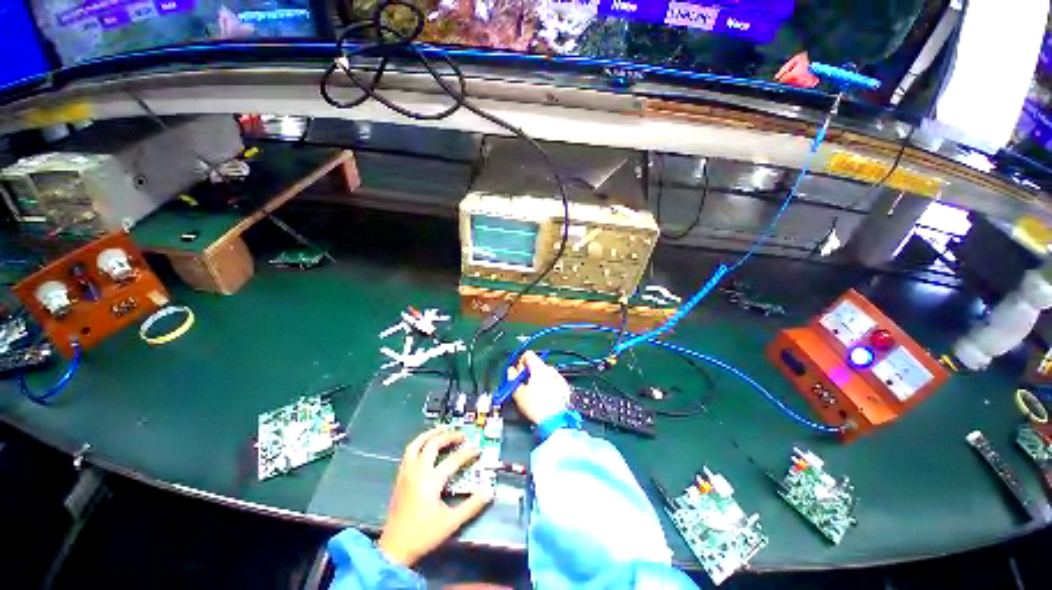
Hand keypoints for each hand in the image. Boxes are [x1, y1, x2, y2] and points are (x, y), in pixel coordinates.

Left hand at [377, 428, 493, 566]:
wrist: (394, 548)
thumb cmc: (423, 534)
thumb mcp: (451, 522)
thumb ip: (471, 506)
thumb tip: (488, 492)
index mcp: (431, 481)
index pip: (453, 460)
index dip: (467, 453)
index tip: (477, 449)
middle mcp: (418, 472)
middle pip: (433, 444)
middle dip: (448, 436)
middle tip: (461, 435)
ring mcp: (406, 473)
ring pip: (416, 444)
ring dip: (430, 434)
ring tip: (442, 429)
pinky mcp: (400, 478)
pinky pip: (409, 452)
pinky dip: (419, 443)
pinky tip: (425, 445)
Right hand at [509, 350, 570, 424]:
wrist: (557, 421)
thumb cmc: (536, 407)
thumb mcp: (518, 393)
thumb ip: (512, 377)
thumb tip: (511, 370)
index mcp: (539, 368)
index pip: (528, 354)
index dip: (520, 362)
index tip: (518, 374)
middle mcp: (550, 369)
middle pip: (536, 364)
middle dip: (528, 372)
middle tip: (524, 386)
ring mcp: (559, 377)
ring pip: (544, 373)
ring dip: (538, 379)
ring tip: (534, 395)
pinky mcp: (564, 386)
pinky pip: (552, 381)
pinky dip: (547, 385)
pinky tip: (545, 398)